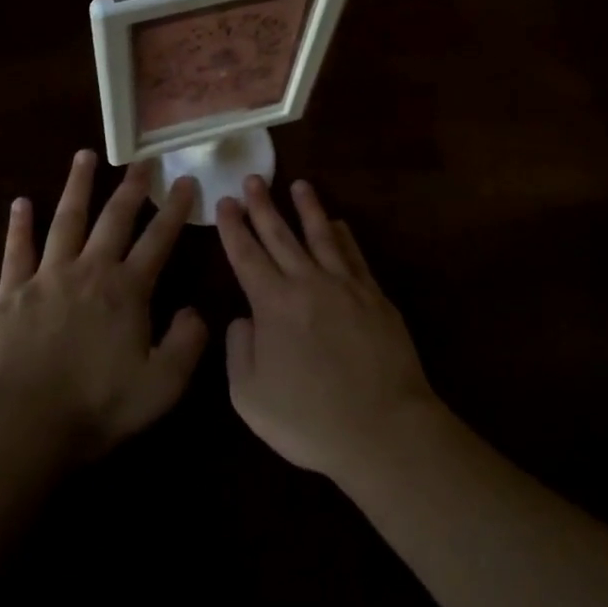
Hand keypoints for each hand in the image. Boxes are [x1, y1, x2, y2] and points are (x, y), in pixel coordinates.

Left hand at [0, 151, 204, 462]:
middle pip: (114, 218)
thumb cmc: (95, 406)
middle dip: (131, 187)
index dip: (175, 209)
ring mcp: (47, 277)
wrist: (19, 425)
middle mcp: (90, 271)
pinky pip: (17, 250)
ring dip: (77, 186)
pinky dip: (19, 225)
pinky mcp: (11, 292)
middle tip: (142, 160)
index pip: (158, 239)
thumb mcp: (161, 385)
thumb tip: (194, 311)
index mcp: (127, 290)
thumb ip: (187, 344)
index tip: (185, 180)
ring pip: (66, 220)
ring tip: (85, 155)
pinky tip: (20, 202)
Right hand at [217, 176, 442, 484]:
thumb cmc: (309, 419)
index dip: (233, 227)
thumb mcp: (250, 396)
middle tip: (253, 179)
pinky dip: (343, 235)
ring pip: (321, 234)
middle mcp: (308, 282)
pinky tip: (338, 223)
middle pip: (281, 235)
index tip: (225, 201)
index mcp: (273, 303)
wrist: (382, 427)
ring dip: (307, 207)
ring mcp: (345, 285)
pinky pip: (354, 254)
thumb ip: (238, 351)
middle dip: (263, 205)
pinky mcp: (374, 295)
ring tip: (298, 185)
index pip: (246, 255)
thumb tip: (243, 318)